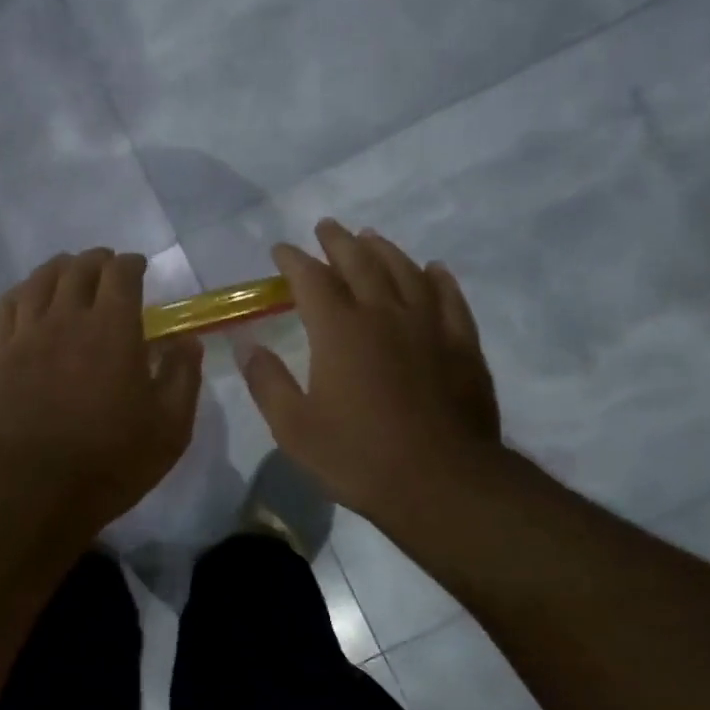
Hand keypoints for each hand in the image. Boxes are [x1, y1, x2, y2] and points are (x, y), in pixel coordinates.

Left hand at [0, 249, 203, 532]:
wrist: (32, 490)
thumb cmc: (110, 461)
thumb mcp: (169, 428)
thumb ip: (182, 376)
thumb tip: (186, 340)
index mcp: (112, 329)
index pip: (121, 274)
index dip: (131, 264)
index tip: (138, 267)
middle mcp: (66, 319)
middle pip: (78, 270)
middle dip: (97, 260)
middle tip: (106, 266)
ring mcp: (25, 335)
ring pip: (39, 281)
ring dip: (58, 269)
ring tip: (68, 271)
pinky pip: (5, 308)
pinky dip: (21, 293)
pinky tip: (27, 298)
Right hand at [242, 220, 503, 523]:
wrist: (442, 482)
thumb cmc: (359, 457)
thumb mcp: (295, 429)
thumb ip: (267, 383)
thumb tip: (246, 346)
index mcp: (339, 331)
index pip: (311, 279)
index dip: (293, 260)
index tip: (281, 250)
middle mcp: (384, 314)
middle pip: (360, 263)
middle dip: (339, 242)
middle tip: (327, 228)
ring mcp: (429, 326)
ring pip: (405, 272)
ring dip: (384, 250)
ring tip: (371, 237)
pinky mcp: (462, 345)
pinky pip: (449, 298)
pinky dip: (438, 279)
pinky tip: (433, 270)